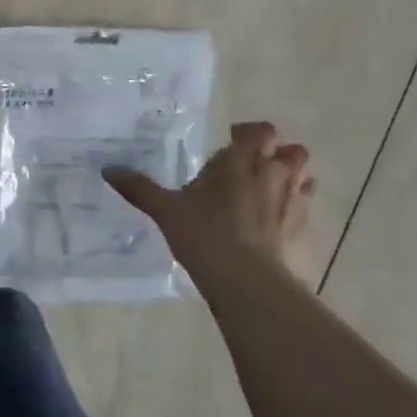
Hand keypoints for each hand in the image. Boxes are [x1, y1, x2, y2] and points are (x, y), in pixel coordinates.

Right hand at [103, 122, 315, 288]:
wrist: (250, 285)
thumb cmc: (205, 235)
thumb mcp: (166, 210)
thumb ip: (140, 188)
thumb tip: (107, 170)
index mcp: (242, 161)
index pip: (261, 131)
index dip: (250, 134)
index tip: (233, 141)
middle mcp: (275, 175)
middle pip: (293, 151)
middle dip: (279, 155)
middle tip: (256, 168)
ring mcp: (297, 205)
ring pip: (306, 180)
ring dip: (293, 182)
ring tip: (270, 196)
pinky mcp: (309, 236)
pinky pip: (308, 215)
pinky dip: (296, 216)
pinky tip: (277, 232)